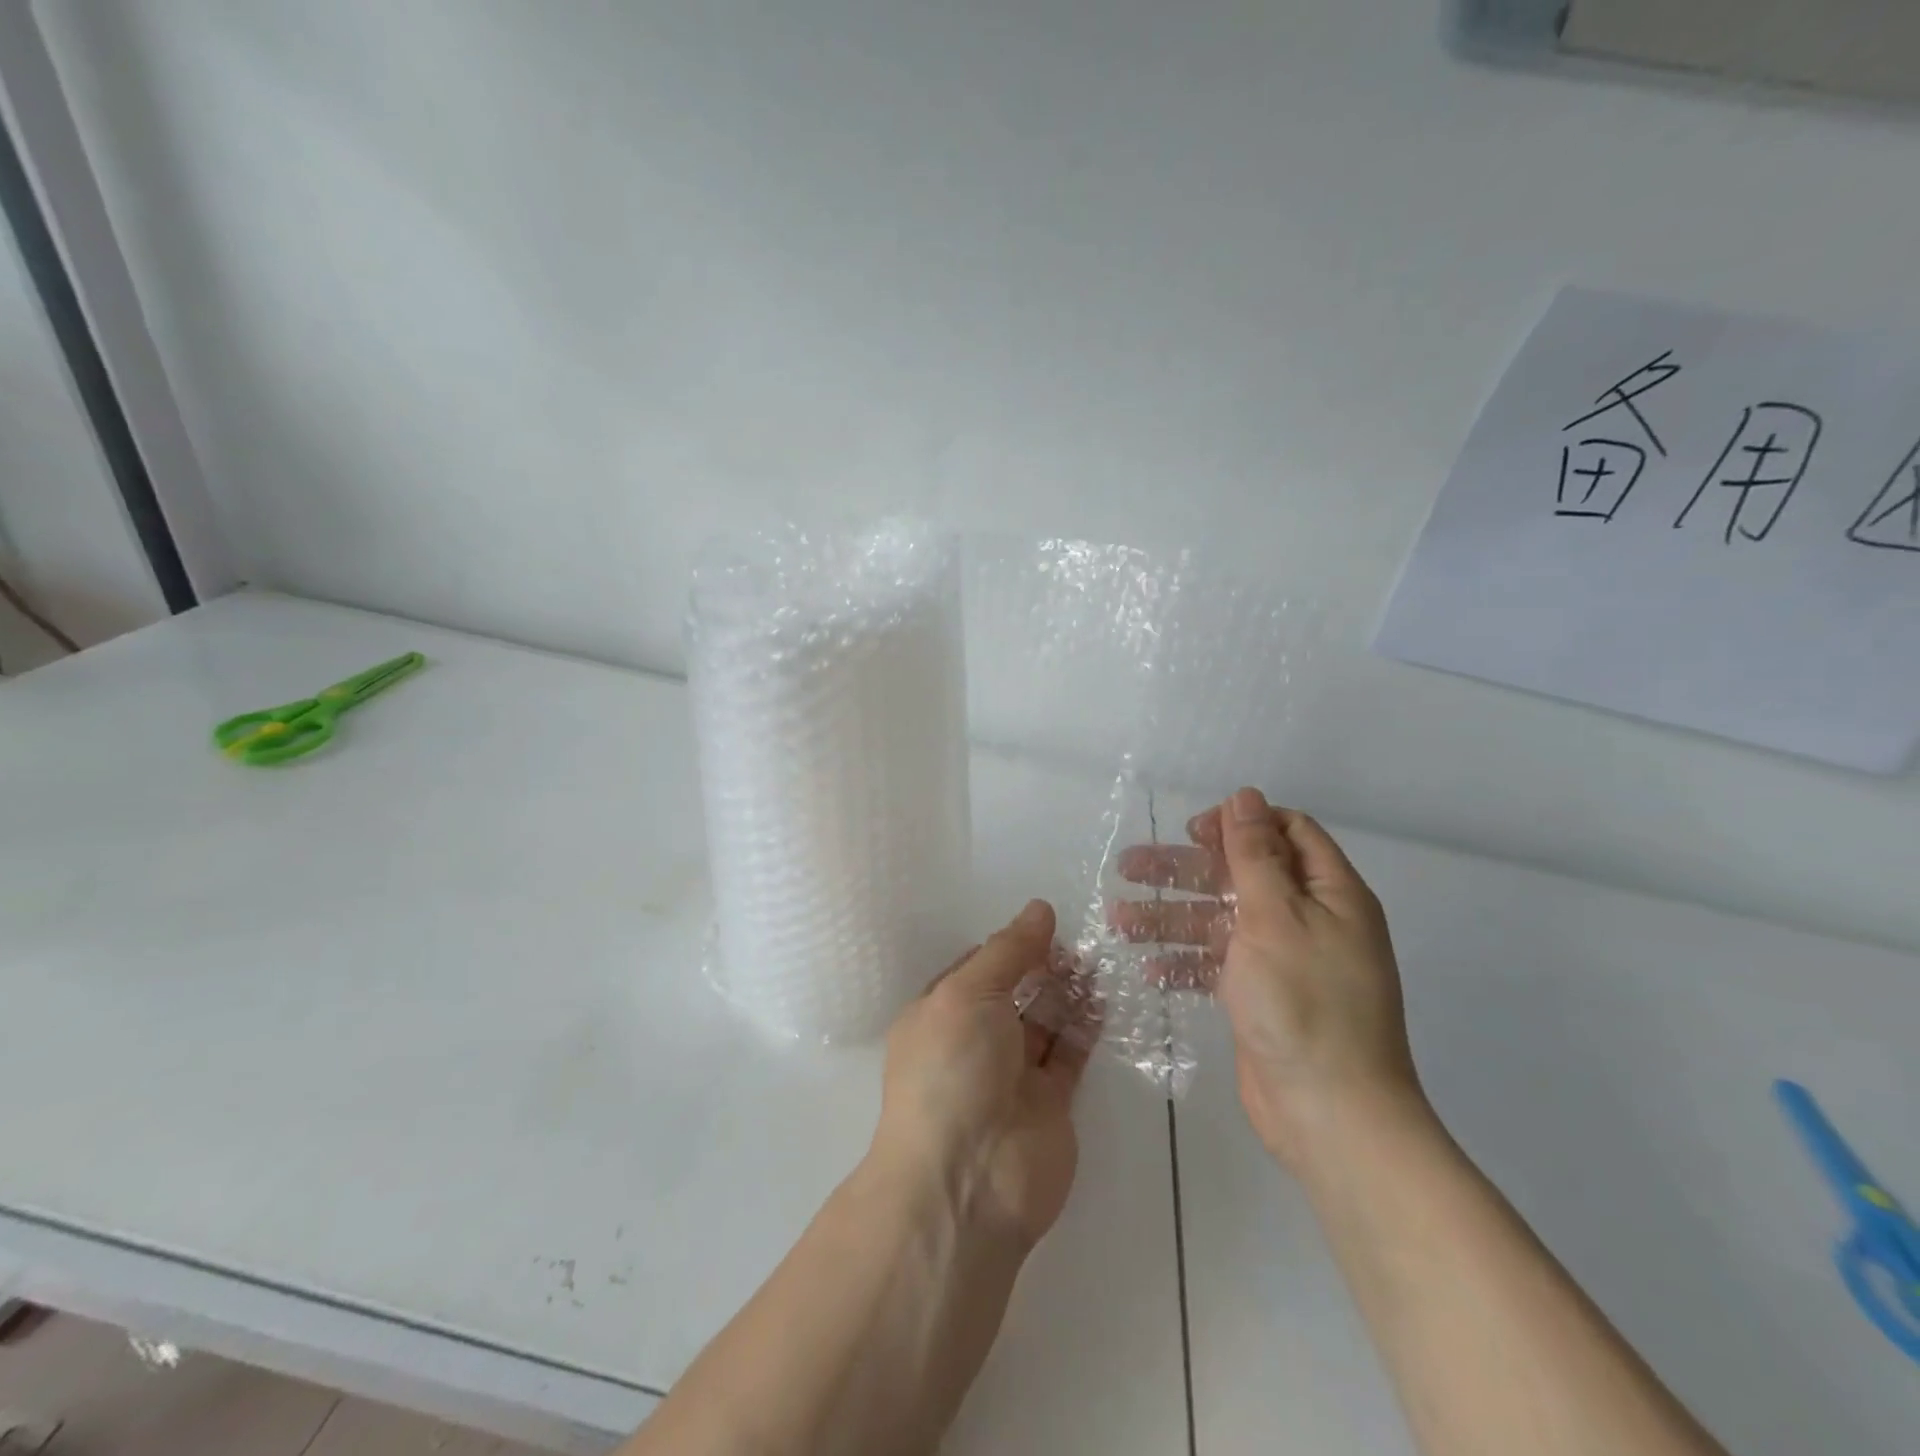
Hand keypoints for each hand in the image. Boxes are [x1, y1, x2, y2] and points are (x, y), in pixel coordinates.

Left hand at [869, 900, 1094, 1252]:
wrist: (969, 1180)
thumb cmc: (953, 1070)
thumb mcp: (969, 992)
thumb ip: (1009, 950)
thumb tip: (1039, 908)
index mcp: (940, 1013)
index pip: (977, 967)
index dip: (1010, 944)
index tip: (1047, 922)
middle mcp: (974, 1040)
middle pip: (1014, 991)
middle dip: (1043, 966)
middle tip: (1080, 941)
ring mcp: (1012, 1073)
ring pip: (1044, 1020)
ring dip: (1068, 991)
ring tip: (1098, 960)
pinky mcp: (1049, 1102)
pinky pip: (1070, 1053)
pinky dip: (1086, 1026)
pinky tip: (1104, 997)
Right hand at [1115, 787, 1426, 1171]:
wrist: (1331, 1115)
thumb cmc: (1305, 1003)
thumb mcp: (1276, 916)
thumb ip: (1254, 855)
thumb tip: (1243, 796)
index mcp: (1330, 893)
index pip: (1286, 832)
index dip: (1239, 823)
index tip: (1192, 831)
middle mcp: (1309, 919)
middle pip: (1240, 875)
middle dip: (1185, 870)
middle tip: (1129, 867)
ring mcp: (1283, 960)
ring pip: (1220, 920)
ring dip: (1172, 917)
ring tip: (1118, 920)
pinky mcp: (1260, 996)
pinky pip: (1218, 964)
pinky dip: (1186, 961)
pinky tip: (1149, 967)